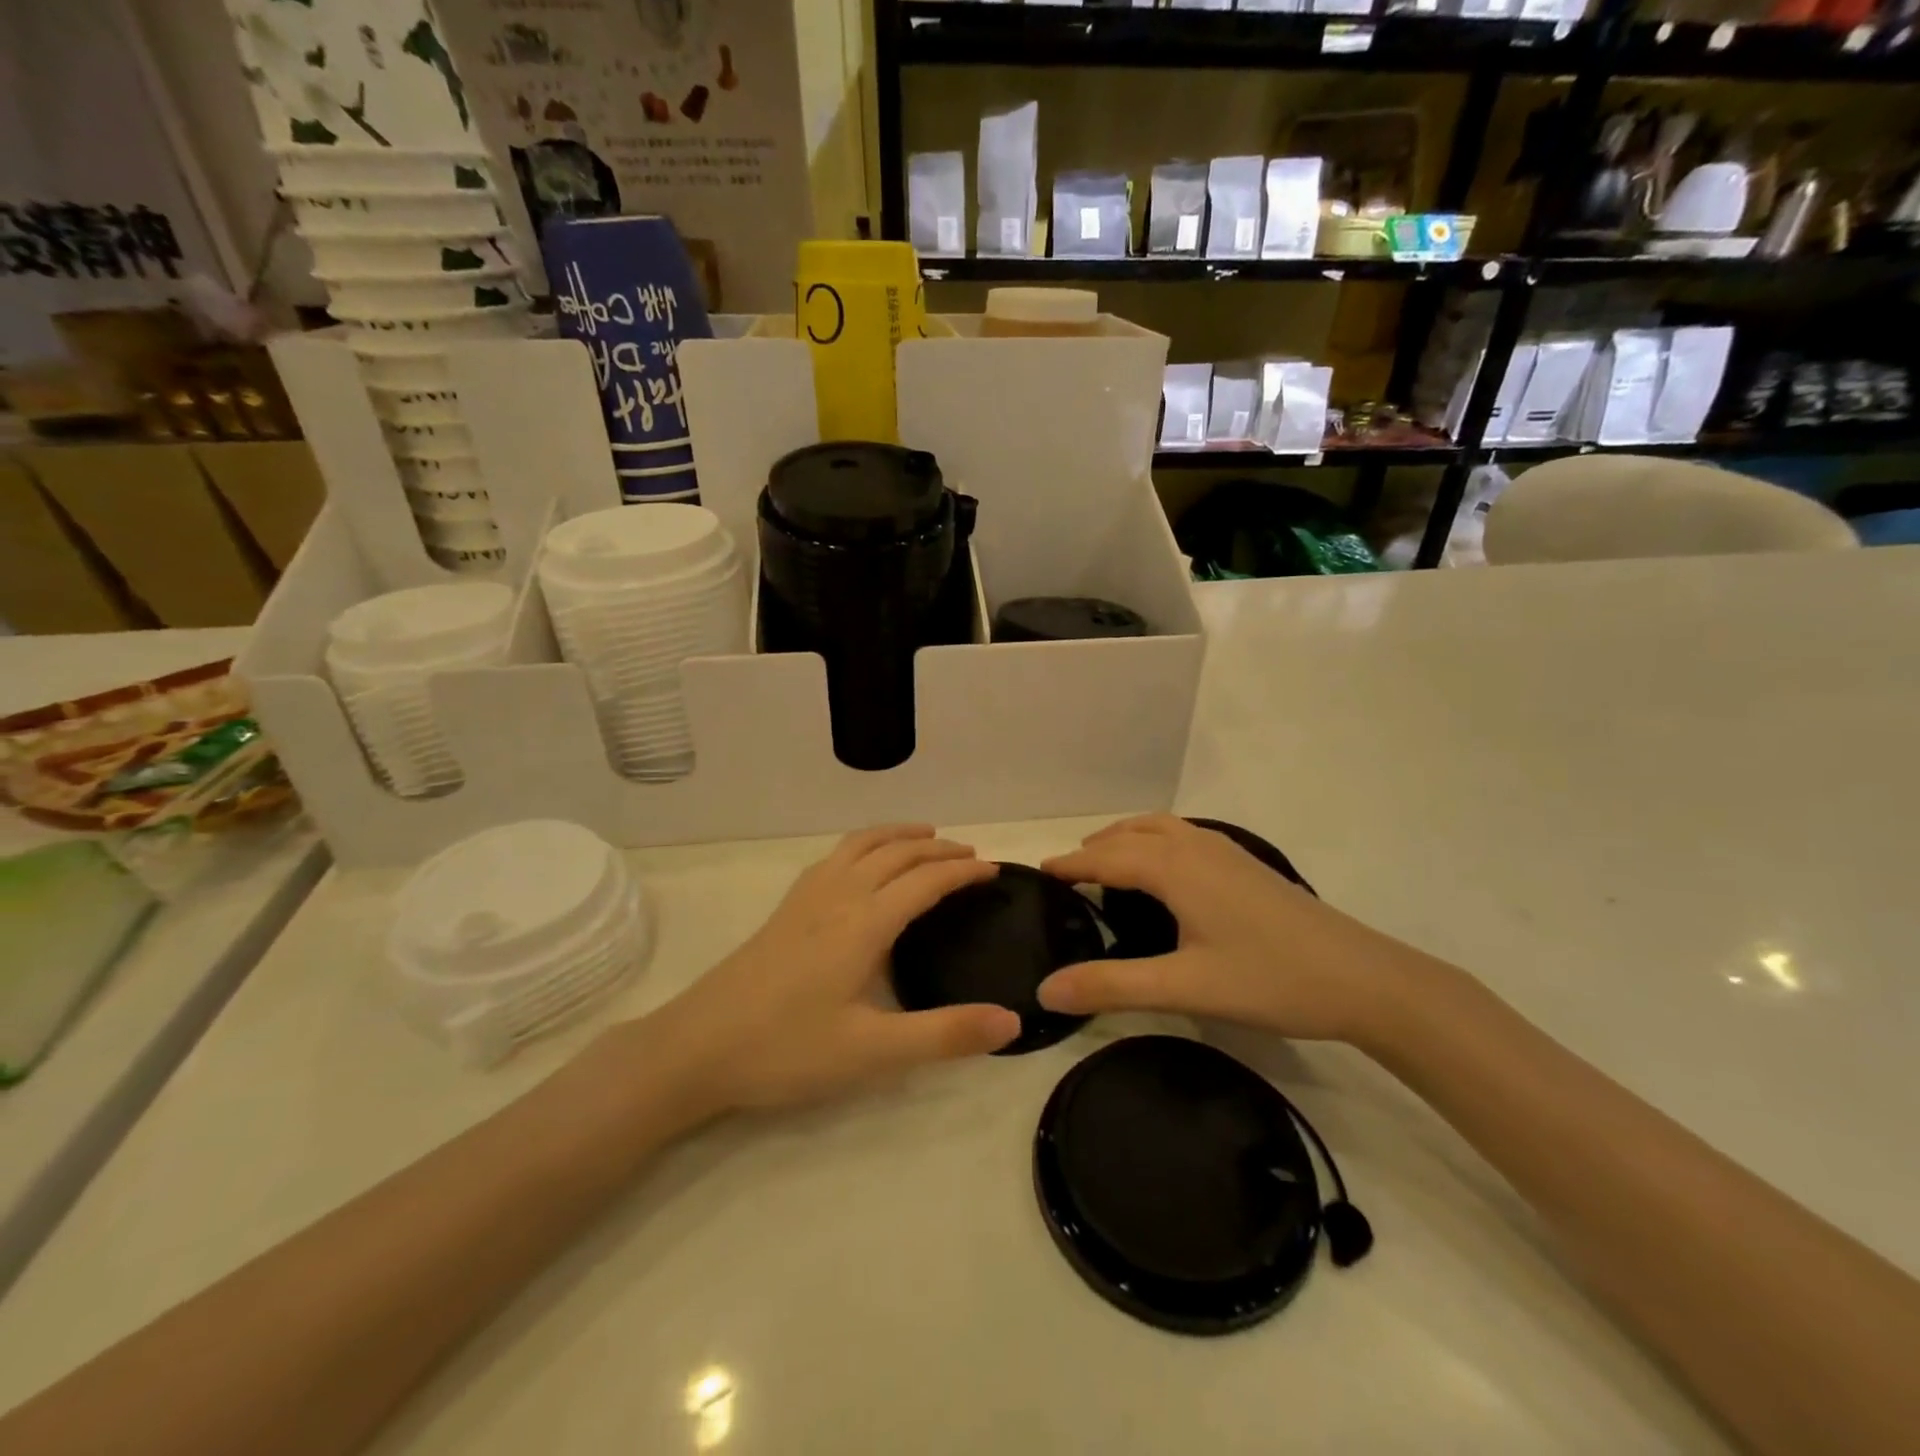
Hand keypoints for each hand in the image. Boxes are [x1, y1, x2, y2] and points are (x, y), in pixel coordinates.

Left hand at [653, 826, 1020, 1113]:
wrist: (696, 1048)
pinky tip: (860, 864)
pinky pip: (834, 856)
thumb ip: (945, 1035)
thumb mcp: (873, 1052)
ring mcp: (806, 898)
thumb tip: (1012, 1021)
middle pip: (896, 853)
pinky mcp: (785, 909)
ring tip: (925, 836)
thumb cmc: (787, 1049)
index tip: (994, 870)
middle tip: (970, 855)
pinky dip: (864, 845)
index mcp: (864, 922)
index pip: (925, 882)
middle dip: (937, 848)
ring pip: (860, 845)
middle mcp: (838, 896)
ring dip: (898, 835)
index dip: (962, 873)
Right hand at [1037, 815, 1414, 1045]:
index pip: (1106, 858)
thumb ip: (1112, 986)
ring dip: (1127, 838)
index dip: (1071, 865)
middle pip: (1131, 835)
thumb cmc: (1270, 979)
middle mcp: (1196, 847)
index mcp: (1175, 868)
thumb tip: (1045, 989)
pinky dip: (1156, 841)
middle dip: (1095, 848)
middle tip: (1068, 874)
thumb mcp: (1184, 987)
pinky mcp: (1248, 866)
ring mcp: (1227, 852)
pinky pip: (1185, 837)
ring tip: (1107, 862)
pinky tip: (1166, 872)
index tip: (1039, 873)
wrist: (1363, 979)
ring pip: (1161, 829)